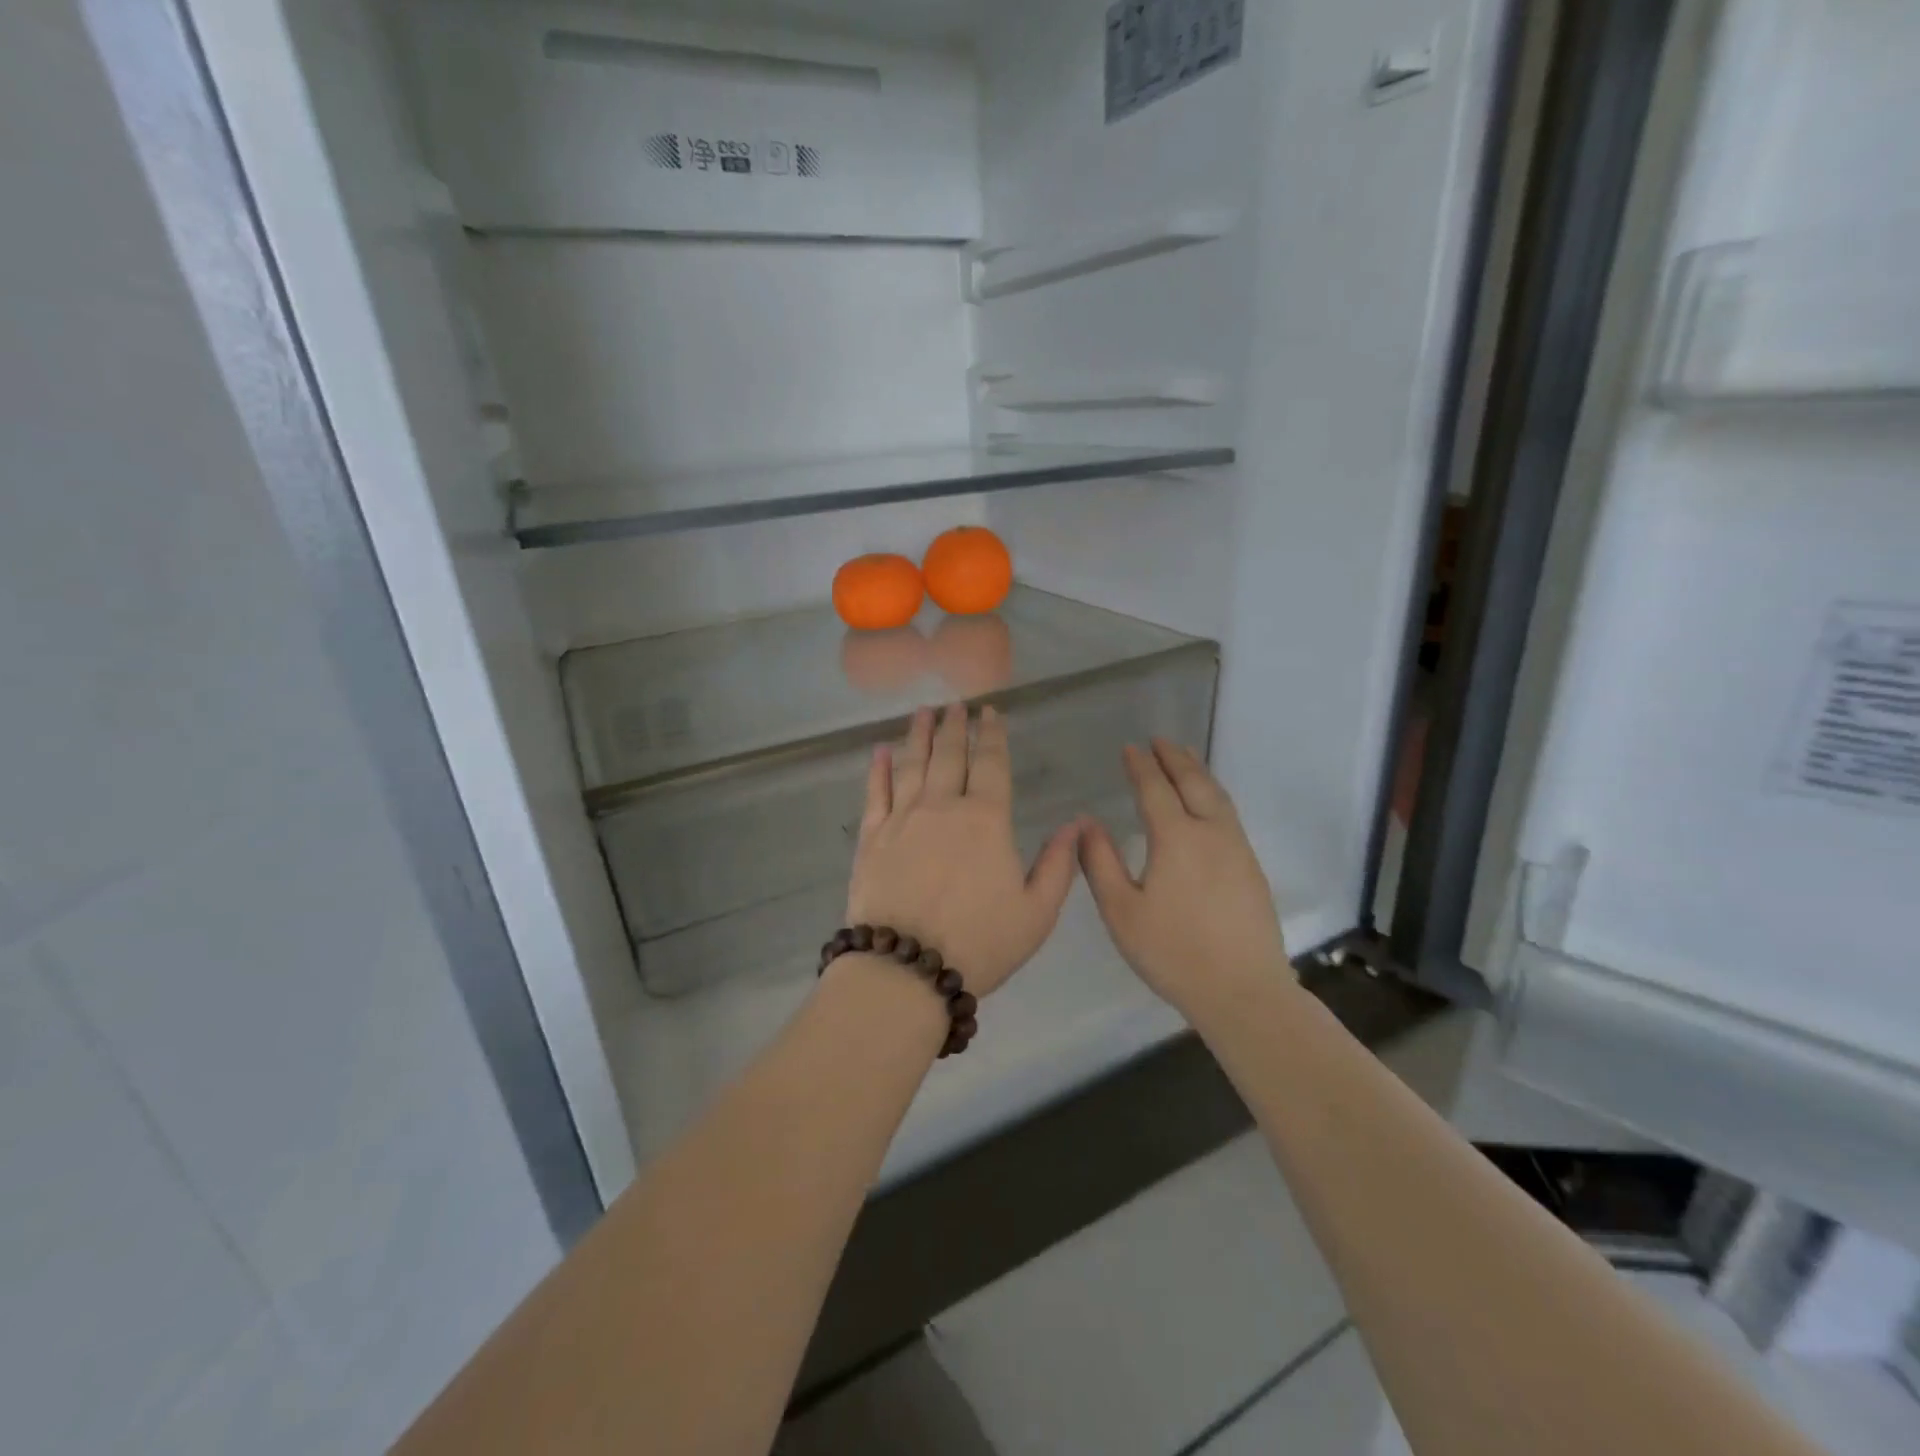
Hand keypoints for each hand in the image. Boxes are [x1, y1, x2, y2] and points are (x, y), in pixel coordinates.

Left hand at [845, 704, 1080, 997]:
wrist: (905, 969)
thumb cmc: (979, 943)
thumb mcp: (1036, 913)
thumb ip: (1059, 865)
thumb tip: (1076, 824)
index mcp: (986, 820)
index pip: (991, 764)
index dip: (992, 735)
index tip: (990, 712)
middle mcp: (942, 806)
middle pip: (949, 755)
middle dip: (954, 726)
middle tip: (955, 704)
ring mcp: (902, 818)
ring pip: (912, 765)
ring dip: (919, 736)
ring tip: (922, 713)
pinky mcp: (871, 837)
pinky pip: (875, 792)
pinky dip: (878, 768)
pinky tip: (880, 751)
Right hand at [1079, 740, 1290, 1015]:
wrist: (1242, 991)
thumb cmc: (1172, 952)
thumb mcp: (1121, 911)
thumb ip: (1099, 862)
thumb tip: (1086, 823)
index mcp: (1176, 838)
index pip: (1155, 789)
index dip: (1141, 766)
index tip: (1130, 748)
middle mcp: (1211, 833)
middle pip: (1194, 782)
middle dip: (1175, 758)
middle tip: (1160, 740)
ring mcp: (1237, 849)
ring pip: (1217, 796)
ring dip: (1198, 772)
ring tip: (1184, 758)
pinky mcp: (1251, 867)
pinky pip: (1229, 814)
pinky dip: (1213, 794)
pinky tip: (1207, 804)